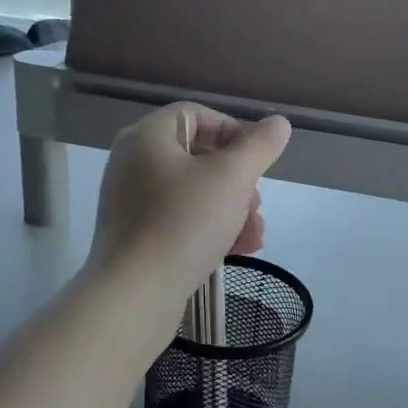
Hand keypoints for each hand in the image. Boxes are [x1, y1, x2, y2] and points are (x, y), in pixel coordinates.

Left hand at [87, 102, 291, 319]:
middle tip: (257, 205)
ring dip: (230, 209)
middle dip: (237, 181)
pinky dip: (208, 228)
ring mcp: (130, 201)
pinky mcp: (134, 236)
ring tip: (254, 236)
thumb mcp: (232, 178)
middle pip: (197, 156)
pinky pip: (178, 219)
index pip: (195, 115)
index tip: (257, 160)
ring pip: (192, 193)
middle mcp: (132, 163)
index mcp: (147, 137)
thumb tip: (278, 123)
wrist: (135, 293)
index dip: (232, 130)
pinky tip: (235, 251)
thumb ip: (259, 146)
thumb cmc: (184, 222)